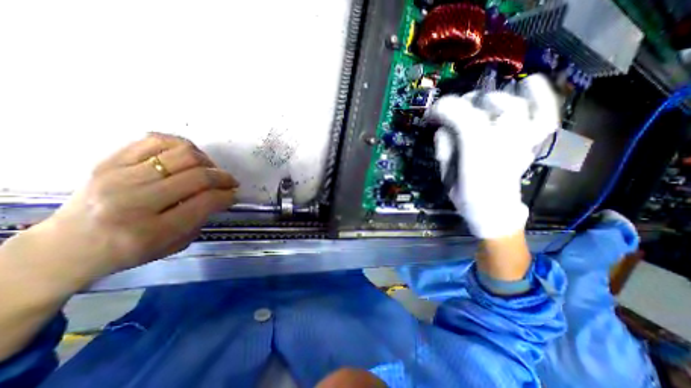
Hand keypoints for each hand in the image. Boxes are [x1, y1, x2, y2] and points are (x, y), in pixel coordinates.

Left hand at [20, 132, 239, 285]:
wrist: (66, 247)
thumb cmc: (128, 251)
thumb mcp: (173, 245)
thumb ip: (201, 219)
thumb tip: (221, 195)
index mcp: (152, 230)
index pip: (206, 201)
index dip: (227, 195)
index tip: (234, 195)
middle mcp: (134, 200)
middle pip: (198, 176)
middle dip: (224, 177)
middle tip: (230, 182)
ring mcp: (119, 176)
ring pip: (182, 154)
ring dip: (207, 161)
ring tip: (210, 169)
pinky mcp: (108, 161)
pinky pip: (156, 140)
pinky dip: (182, 145)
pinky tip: (189, 157)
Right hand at [433, 75, 556, 238]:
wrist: (494, 212)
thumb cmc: (466, 196)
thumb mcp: (446, 175)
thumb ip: (444, 149)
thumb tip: (442, 129)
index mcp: (476, 156)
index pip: (462, 121)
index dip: (445, 110)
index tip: (431, 113)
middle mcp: (501, 145)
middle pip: (486, 110)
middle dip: (462, 105)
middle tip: (449, 112)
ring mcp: (521, 142)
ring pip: (514, 108)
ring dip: (492, 99)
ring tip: (478, 99)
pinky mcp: (531, 143)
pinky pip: (543, 116)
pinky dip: (540, 96)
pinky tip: (529, 82)